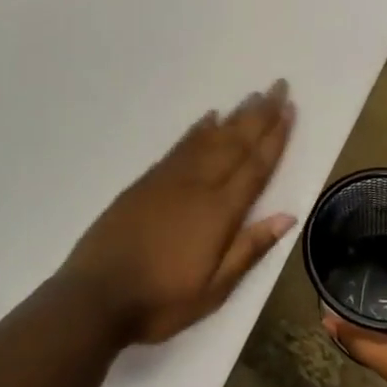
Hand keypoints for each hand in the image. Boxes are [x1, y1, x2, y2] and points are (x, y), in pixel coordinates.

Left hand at [63, 80, 296, 345]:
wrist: (96, 295)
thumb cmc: (161, 300)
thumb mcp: (213, 290)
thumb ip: (249, 249)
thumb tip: (287, 216)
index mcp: (219, 212)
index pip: (255, 167)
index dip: (275, 138)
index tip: (290, 110)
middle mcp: (198, 185)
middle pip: (235, 143)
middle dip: (260, 115)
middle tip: (279, 86)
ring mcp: (170, 179)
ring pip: (210, 138)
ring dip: (234, 116)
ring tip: (253, 95)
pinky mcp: (147, 181)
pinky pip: (181, 146)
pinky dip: (198, 129)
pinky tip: (209, 118)